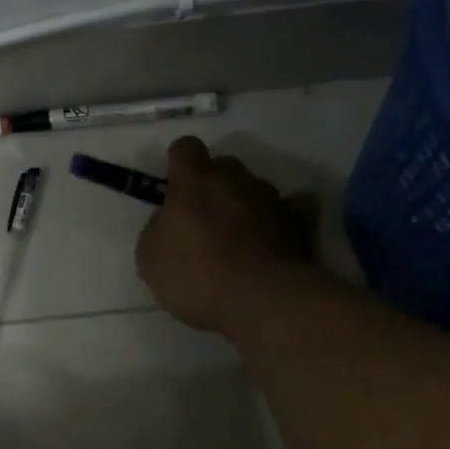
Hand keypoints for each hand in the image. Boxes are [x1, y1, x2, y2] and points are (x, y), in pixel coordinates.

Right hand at [136, 136, 317, 334]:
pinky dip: (281, 220)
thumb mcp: (150, 257)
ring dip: (245, 204)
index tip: (174, 187)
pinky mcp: (299, 225)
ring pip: (255, 188)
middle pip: (224, 165)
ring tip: (239, 238)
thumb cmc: (196, 274)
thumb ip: (158, 228)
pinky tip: (274, 240)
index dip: (179, 163)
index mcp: (194, 182)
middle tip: (204, 217)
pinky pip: (292, 211)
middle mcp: (235, 180)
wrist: (263, 300)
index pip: (186, 148)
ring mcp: (271, 200)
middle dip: (214, 183)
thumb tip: (169, 221)